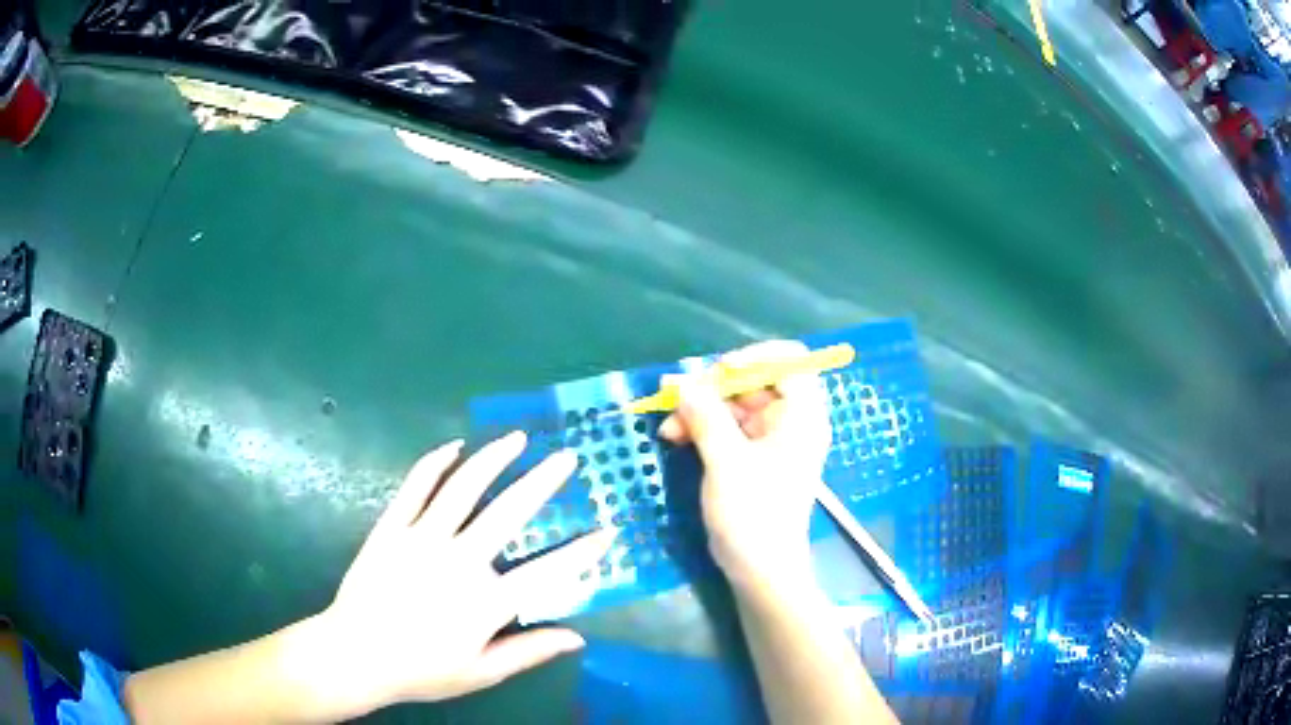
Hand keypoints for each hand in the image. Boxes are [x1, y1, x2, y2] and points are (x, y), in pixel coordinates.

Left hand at [320, 432, 617, 712]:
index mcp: (485, 601)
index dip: (582, 554)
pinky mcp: (391, 528)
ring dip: (492, 460)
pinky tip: (454, 446)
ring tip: (516, 438)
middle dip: (542, 483)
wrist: (356, 654)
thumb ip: (529, 651)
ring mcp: (421, 539)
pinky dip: (435, 463)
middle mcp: (459, 561)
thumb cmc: (422, 669)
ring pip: (462, 489)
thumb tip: (577, 637)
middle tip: (566, 457)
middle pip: (508, 514)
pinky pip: (415, 487)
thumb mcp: (481, 672)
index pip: (547, 573)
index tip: (607, 532)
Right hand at [659, 341, 831, 589]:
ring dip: (701, 411)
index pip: (788, 361)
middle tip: (678, 401)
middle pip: (755, 382)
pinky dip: (704, 429)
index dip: (752, 358)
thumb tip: (678, 379)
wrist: (760, 571)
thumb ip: (703, 414)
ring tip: (668, 428)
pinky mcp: (754, 458)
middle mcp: (792, 421)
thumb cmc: (753, 514)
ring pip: (735, 405)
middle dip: (713, 389)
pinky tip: (676, 437)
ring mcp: (772, 440)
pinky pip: (729, 428)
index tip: (717, 373)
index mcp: (802, 415)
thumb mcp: (726, 460)